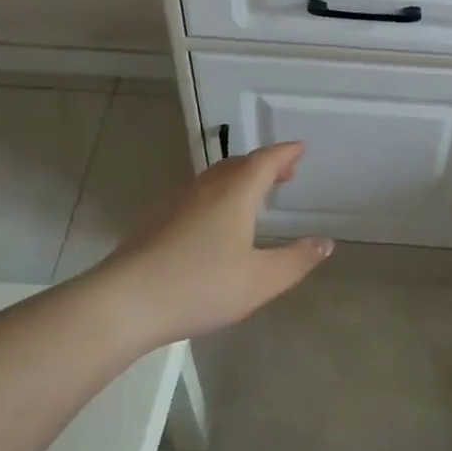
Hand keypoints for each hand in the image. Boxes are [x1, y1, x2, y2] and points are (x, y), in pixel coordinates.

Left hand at [99, 142, 332, 343]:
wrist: (126, 302)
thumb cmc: (201, 286)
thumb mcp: (261, 280)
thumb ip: (297, 260)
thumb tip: (325, 242)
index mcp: (235, 194)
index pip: (265, 161)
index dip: (285, 153)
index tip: (300, 148)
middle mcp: (206, 189)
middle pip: (239, 165)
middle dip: (264, 164)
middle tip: (284, 172)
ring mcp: (177, 203)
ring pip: (215, 179)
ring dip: (239, 178)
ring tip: (255, 193)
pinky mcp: (157, 221)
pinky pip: (198, 195)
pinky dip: (219, 194)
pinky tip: (217, 221)